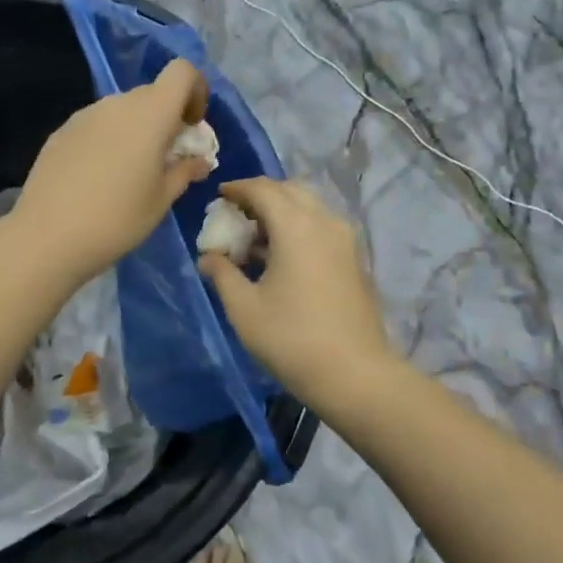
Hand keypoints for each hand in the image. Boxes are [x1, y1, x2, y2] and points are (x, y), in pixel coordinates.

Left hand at [10, 58, 213, 284]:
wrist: (48, 236)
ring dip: (136, 129)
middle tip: (166, 158)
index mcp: (150, 114)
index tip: (192, 126)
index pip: (182, 72)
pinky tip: (98, 178)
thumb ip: (185, 171)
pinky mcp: (62, 131)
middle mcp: (117, 104)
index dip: (195, 90)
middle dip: (167, 117)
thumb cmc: (117, 219)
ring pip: (123, 110)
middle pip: (152, 94)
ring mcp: (85, 115)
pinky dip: (109, 139)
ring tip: (129, 173)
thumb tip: (200, 160)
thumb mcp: (161, 200)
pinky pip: (97, 125)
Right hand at [198, 178, 398, 401]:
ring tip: (255, 239)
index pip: (263, 189)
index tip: (218, 197)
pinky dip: (298, 227)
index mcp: (296, 226)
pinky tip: (281, 258)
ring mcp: (345, 239)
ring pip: (308, 207)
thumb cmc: (291, 339)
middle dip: (260, 196)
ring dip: (281, 212)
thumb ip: (222, 274)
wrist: (354, 374)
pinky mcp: (354, 259)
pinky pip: (321, 226)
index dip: (237, 189)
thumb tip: (208, 256)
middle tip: (235, 216)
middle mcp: (324, 221)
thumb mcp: (244, 308)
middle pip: (289, 191)